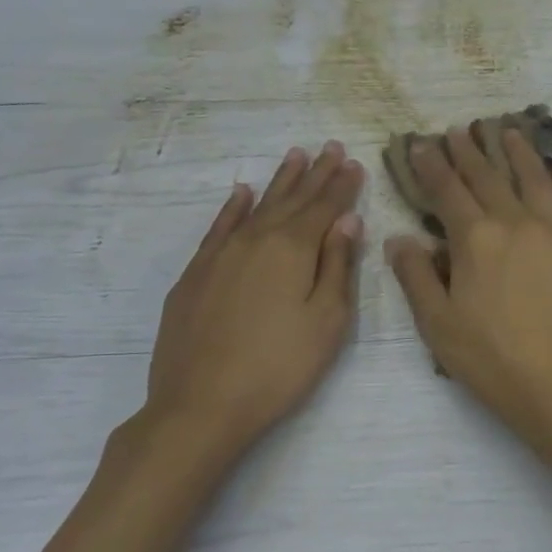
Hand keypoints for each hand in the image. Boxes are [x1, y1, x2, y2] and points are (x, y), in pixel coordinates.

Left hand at [143, 141, 364, 468]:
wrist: (202, 404)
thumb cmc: (280, 366)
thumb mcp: (327, 320)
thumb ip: (337, 266)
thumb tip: (347, 220)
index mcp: (292, 250)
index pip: (324, 208)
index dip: (342, 186)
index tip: (355, 163)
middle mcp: (255, 240)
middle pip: (291, 199)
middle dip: (315, 174)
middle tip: (330, 147)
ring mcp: (220, 255)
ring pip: (256, 206)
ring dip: (279, 181)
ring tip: (295, 156)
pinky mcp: (196, 274)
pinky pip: (219, 227)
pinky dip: (233, 207)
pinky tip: (241, 193)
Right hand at [384, 125, 551, 463]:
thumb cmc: (494, 359)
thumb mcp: (439, 325)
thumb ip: (416, 277)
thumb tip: (399, 239)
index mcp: (475, 238)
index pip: (447, 190)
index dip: (431, 165)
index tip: (421, 144)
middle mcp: (516, 222)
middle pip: (488, 177)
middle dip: (469, 151)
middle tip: (459, 130)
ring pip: (534, 179)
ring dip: (518, 153)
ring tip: (508, 130)